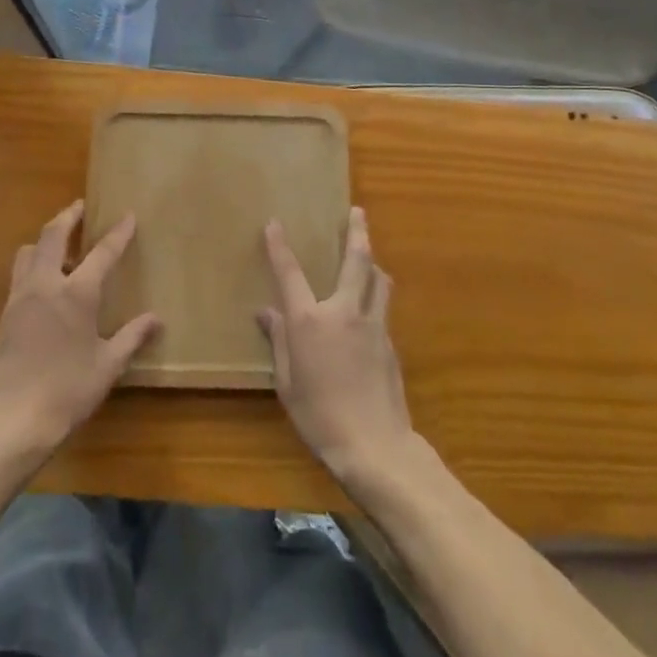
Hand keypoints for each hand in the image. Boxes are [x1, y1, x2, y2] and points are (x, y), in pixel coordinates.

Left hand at [0, 201, 160, 458]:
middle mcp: (47, 284)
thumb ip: (132, 337)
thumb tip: (156, 319)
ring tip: (62, 247)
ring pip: (29, 251)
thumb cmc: (69, 391)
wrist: (14, 421)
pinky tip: (45, 283)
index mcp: (77, 293)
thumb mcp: (108, 365)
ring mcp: (21, 297)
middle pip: (53, 234)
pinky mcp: (6, 313)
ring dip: (46, 240)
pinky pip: (20, 274)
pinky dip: (34, 265)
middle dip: (68, 216)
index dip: (118, 232)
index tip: (128, 215)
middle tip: (80, 208)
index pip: (103, 252)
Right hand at [259, 207, 415, 487]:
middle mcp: (344, 311)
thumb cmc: (320, 417)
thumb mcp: (288, 383)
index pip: (290, 273)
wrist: (375, 446)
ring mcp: (372, 324)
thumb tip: (267, 313)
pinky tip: (371, 307)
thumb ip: (279, 342)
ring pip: (379, 280)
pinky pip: (383, 307)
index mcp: (310, 320)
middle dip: (357, 231)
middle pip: (356, 260)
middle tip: (357, 211)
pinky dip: (376, 295)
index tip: (274, 223)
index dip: (279, 246)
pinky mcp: (390, 342)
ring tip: (369, 256)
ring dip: (373, 262)